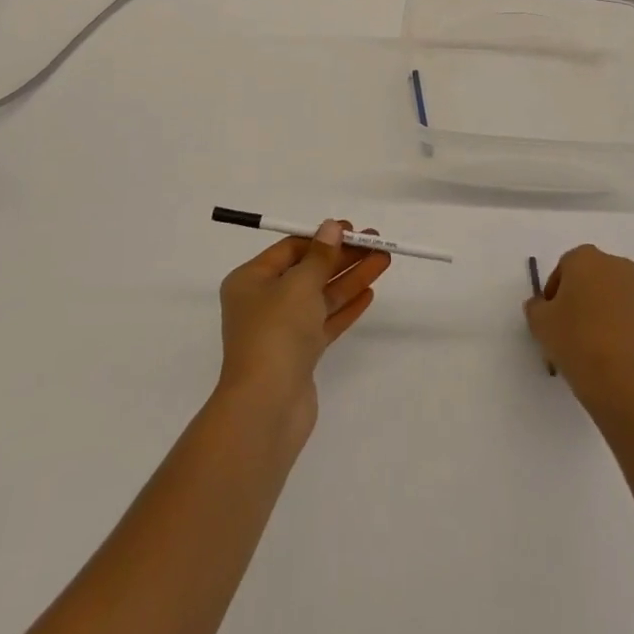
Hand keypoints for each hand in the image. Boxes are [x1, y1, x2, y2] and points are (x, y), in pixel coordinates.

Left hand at [217, 220, 390, 436]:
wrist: (267, 406)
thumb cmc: (276, 332)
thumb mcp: (299, 284)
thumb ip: (320, 255)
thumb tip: (331, 227)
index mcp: (251, 280)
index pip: (290, 249)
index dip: (322, 238)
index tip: (352, 230)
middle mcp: (263, 302)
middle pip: (309, 271)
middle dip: (343, 257)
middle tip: (376, 243)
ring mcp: (282, 331)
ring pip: (321, 296)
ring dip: (351, 278)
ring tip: (383, 260)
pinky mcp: (300, 355)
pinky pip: (325, 322)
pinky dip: (346, 307)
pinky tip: (369, 293)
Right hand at [525, 246, 633, 421]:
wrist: (624, 383)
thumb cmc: (575, 341)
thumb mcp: (539, 322)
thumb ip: (536, 306)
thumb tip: (542, 306)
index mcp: (587, 258)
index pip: (564, 267)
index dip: (553, 292)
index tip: (549, 317)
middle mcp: (618, 267)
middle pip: (591, 279)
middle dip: (579, 298)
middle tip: (566, 328)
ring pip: (612, 298)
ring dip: (601, 313)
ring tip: (588, 346)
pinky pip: (630, 319)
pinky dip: (619, 330)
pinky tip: (608, 356)